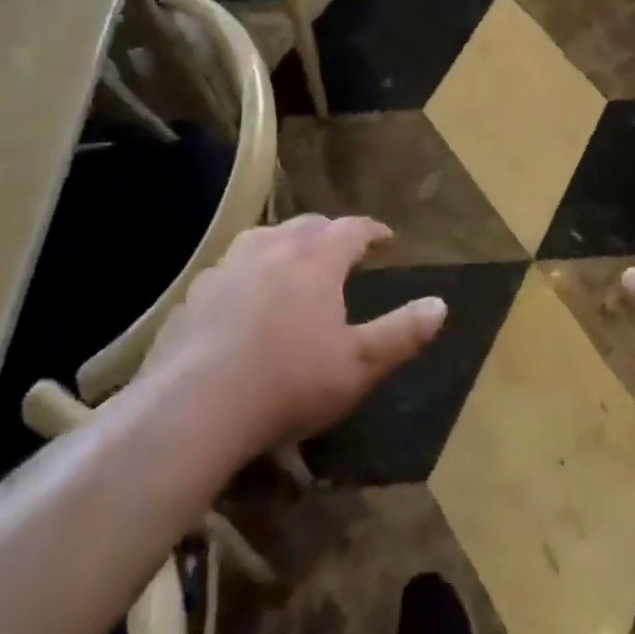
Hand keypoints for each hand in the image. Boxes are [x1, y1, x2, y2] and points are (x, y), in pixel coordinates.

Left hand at [141, 215, 446, 460]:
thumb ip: (402, 333)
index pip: (352, 229)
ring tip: (292, 261)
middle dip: (330, 232)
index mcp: (316, 260)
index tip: (386, 238)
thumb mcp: (359, 366)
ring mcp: (227, 267)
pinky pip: (229, 268)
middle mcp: (272, 249)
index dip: (372, 231)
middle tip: (343, 248)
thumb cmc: (288, 383)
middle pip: (307, 225)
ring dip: (285, 243)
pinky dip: (247, 272)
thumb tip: (440, 304)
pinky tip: (243, 298)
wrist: (193, 408)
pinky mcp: (194, 293)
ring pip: (263, 238)